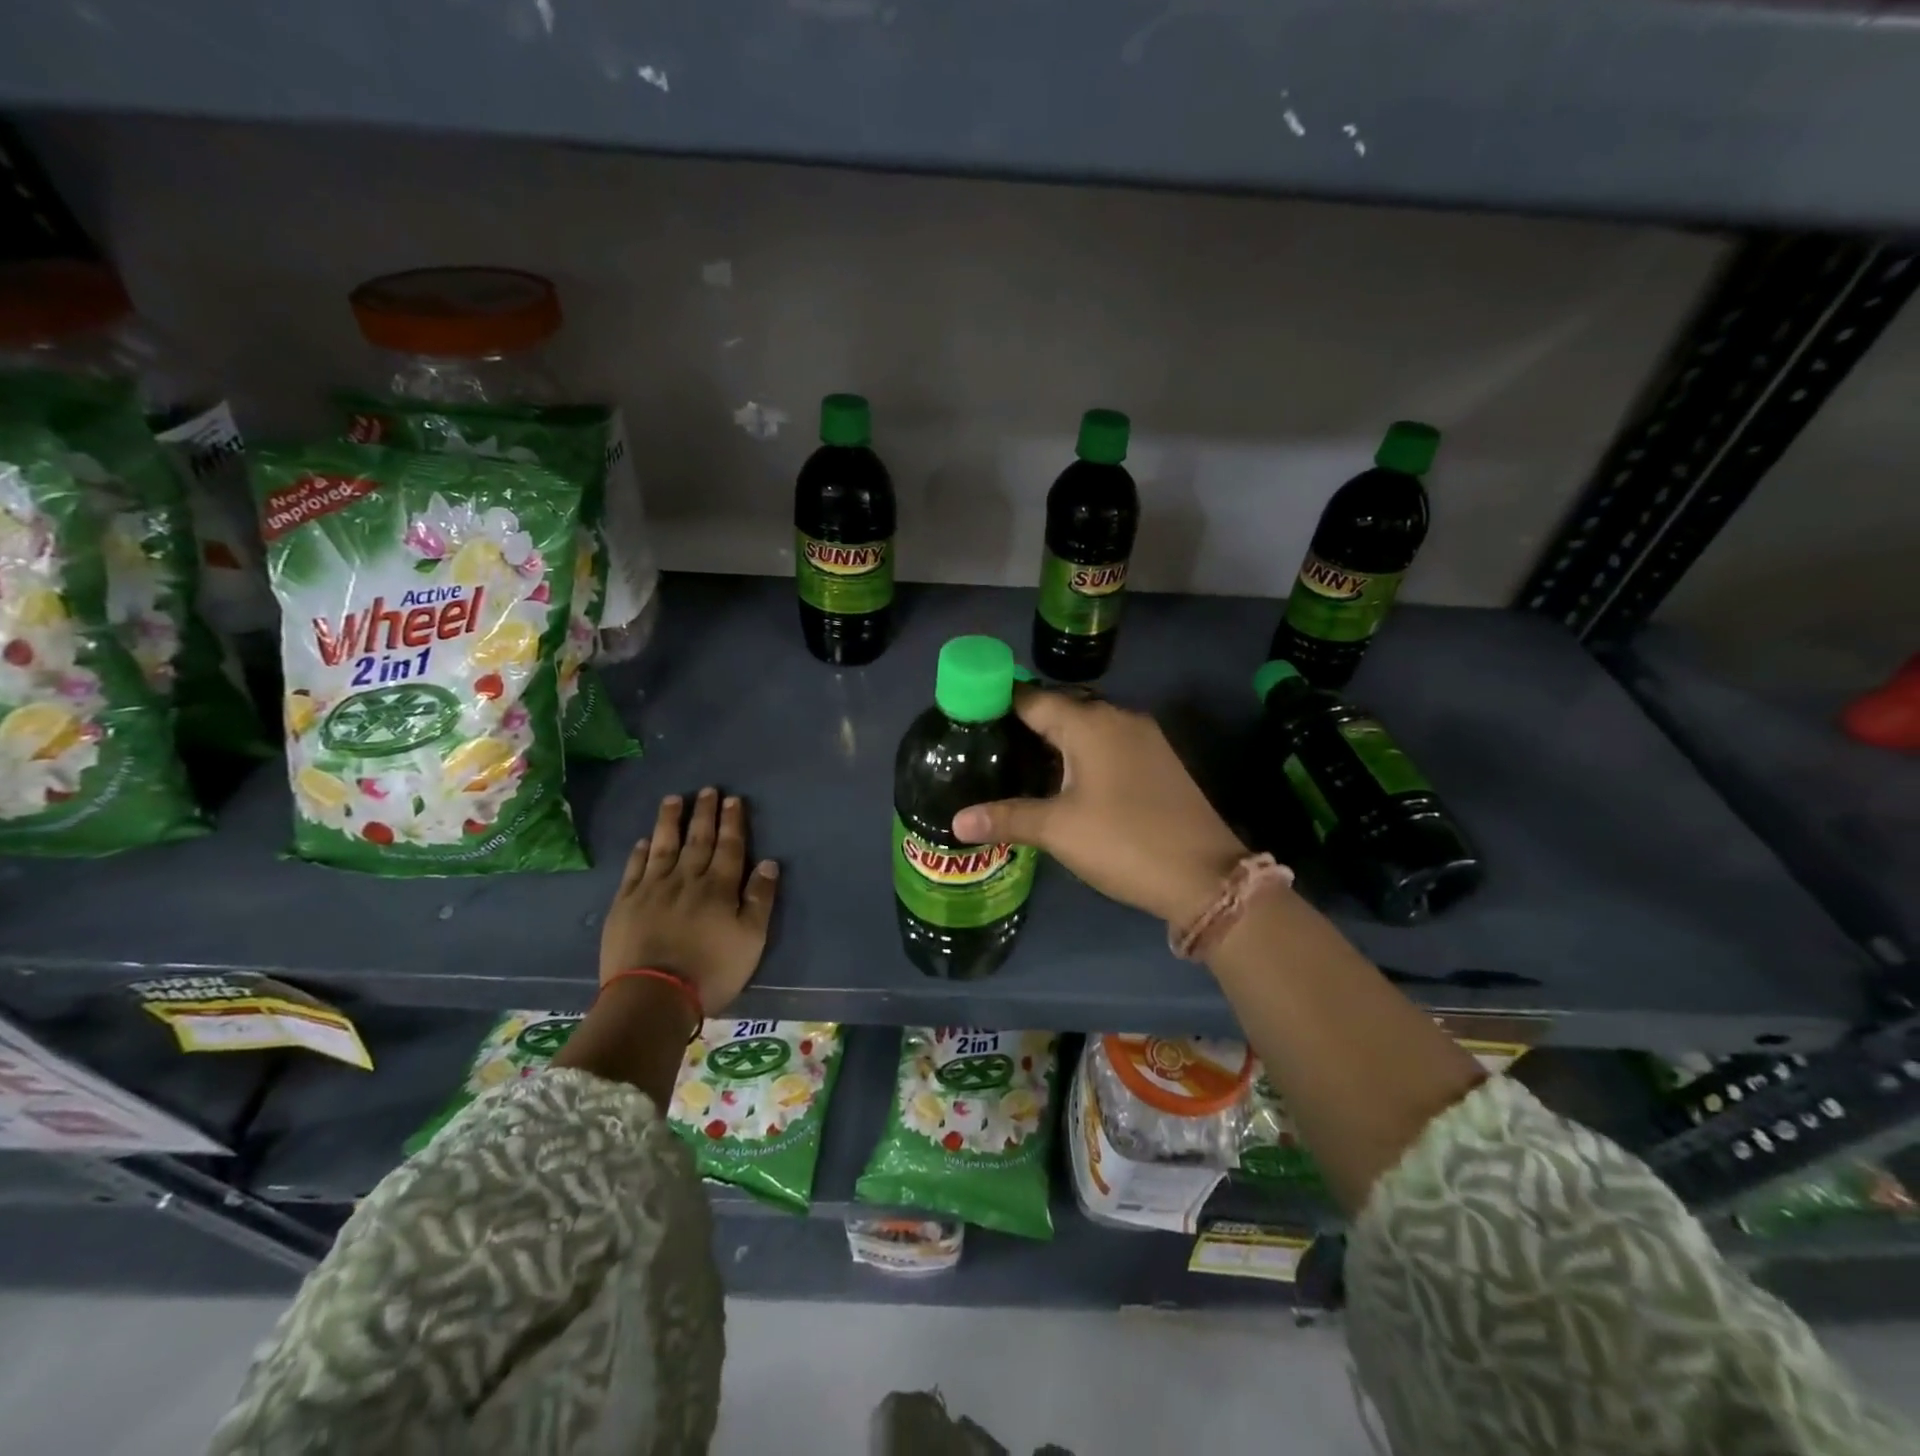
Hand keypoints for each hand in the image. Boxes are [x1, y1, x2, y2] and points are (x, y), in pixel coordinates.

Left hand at [599, 788, 779, 1017]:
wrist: (653, 996)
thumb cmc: (711, 970)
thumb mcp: (751, 940)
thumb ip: (760, 899)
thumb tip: (769, 863)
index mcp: (719, 888)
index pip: (730, 847)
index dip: (732, 822)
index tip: (732, 800)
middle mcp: (687, 879)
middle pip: (698, 840)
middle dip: (704, 814)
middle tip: (707, 790)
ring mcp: (652, 889)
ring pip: (664, 846)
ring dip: (670, 821)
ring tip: (673, 799)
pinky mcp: (625, 904)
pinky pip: (634, 869)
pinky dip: (641, 852)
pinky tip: (644, 840)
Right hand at [951, 687, 1245, 925]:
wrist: (1206, 876)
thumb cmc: (1124, 842)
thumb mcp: (1059, 830)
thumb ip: (1007, 818)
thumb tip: (957, 820)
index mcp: (1091, 724)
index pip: (1033, 699)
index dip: (999, 702)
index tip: (968, 716)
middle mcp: (1119, 718)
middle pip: (1060, 709)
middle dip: (1024, 723)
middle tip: (986, 745)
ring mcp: (1144, 739)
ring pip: (1087, 727)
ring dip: (1054, 740)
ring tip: (1016, 761)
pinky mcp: (1158, 761)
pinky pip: (1107, 744)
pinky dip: (1080, 753)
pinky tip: (1062, 779)